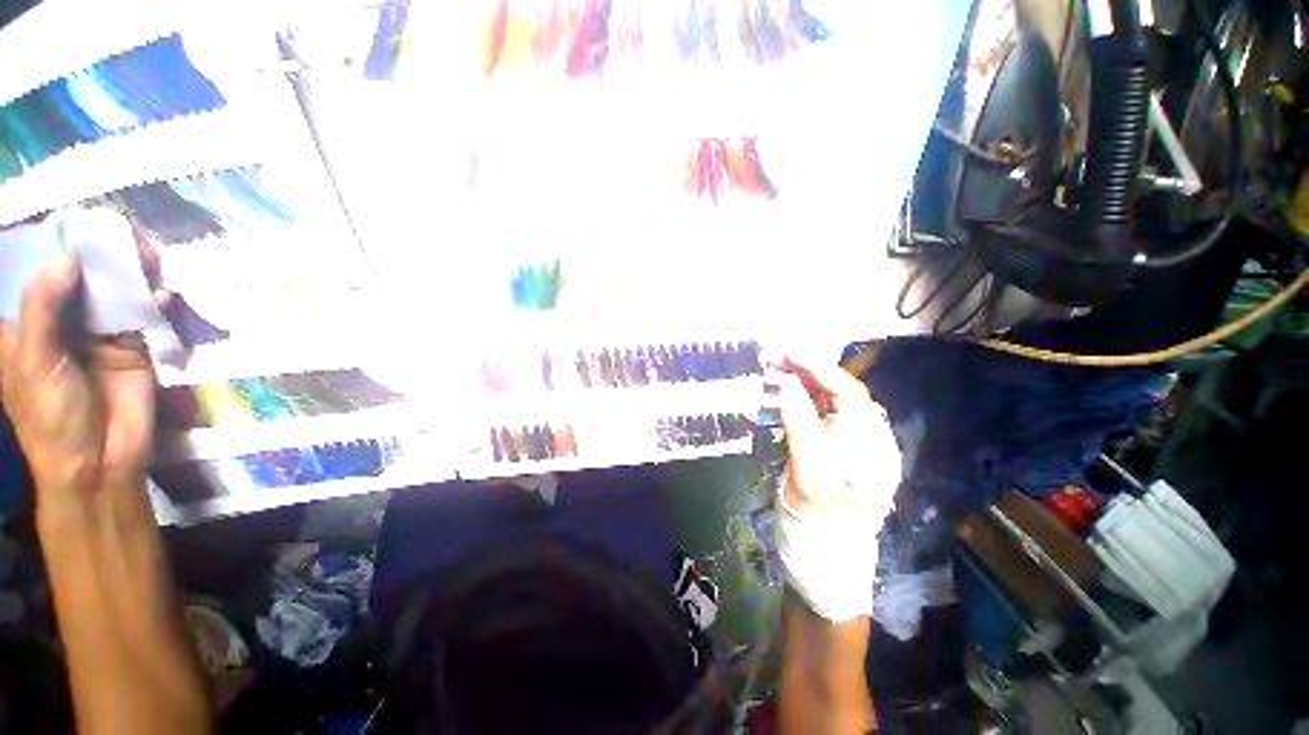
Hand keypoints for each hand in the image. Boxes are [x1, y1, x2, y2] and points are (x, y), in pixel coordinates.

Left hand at [0, 255, 156, 525]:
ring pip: (114, 291)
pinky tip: (163, 292)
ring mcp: (100, 333)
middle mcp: (62, 321)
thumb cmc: (51, 416)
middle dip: (97, 254)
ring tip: (147, 254)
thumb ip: (44, 311)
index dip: (48, 246)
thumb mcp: (36, 363)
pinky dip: (154, 301)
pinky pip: (144, 315)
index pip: (33, 274)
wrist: (100, 460)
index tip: (69, 222)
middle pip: (79, 276)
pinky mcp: (133, 346)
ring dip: (130, 273)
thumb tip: (67, 260)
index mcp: (27, 324)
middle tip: (117, 232)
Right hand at [769, 356, 899, 519]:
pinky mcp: (831, 447)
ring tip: (772, 372)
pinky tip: (779, 395)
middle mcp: (865, 435)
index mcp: (869, 440)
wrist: (821, 549)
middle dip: (806, 373)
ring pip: (825, 401)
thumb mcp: (808, 469)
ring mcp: (848, 441)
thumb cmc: (818, 513)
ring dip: (800, 384)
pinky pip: (816, 415)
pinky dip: (798, 401)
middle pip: (837, 392)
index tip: (788, 355)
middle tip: (774, 360)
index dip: (818, 369)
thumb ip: (799, 423)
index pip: (848, 392)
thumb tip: (787, 383)